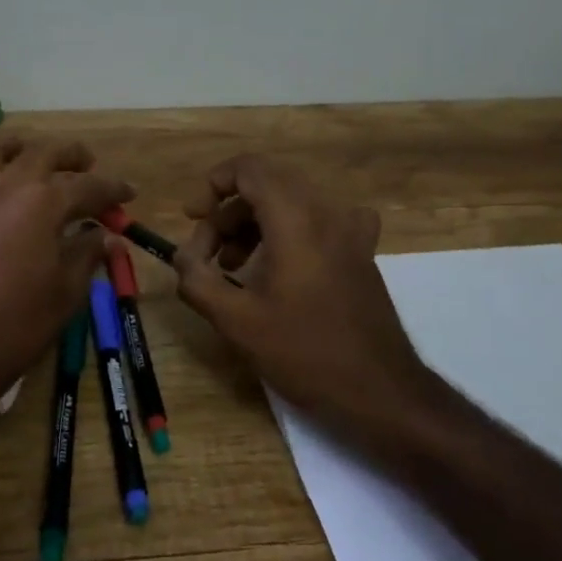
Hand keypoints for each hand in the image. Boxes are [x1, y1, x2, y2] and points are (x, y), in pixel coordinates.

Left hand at [0, 132, 132, 421]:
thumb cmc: (20, 325)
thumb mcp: (68, 291)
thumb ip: (88, 254)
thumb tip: (106, 235)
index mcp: (42, 202)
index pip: (87, 186)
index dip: (112, 188)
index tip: (129, 194)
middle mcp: (4, 189)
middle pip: (41, 153)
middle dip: (70, 154)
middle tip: (87, 165)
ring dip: (13, 147)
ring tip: (27, 156)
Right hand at [173, 154, 436, 426]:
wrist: (380, 391)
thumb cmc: (305, 352)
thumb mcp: (237, 321)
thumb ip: (197, 281)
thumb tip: (181, 256)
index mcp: (295, 219)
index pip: (249, 168)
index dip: (213, 184)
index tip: (193, 217)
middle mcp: (326, 212)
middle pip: (266, 186)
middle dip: (228, 213)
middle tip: (208, 253)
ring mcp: (350, 231)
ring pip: (290, 204)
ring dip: (254, 225)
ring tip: (232, 267)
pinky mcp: (361, 252)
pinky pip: (318, 222)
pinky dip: (289, 232)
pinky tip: (282, 265)